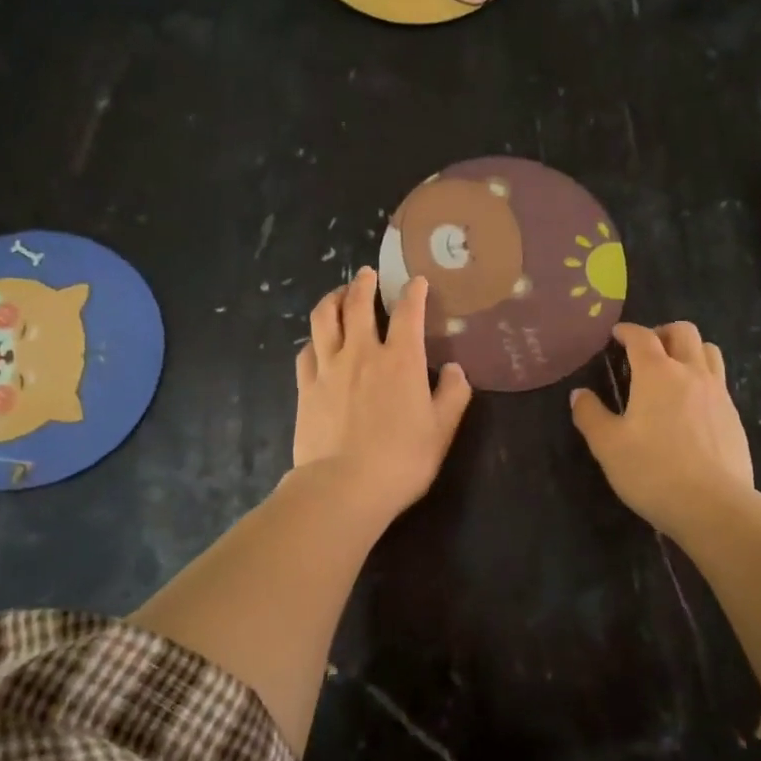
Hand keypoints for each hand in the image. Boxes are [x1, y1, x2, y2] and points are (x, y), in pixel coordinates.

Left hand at [293, 267, 472, 524]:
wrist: (344, 487)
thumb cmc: (401, 460)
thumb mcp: (441, 430)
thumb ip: (452, 395)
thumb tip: (455, 369)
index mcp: (400, 360)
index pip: (408, 312)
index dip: (414, 292)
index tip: (416, 281)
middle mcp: (362, 353)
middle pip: (357, 304)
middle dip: (363, 283)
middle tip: (366, 273)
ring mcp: (328, 368)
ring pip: (324, 319)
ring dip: (331, 299)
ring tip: (337, 294)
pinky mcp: (305, 387)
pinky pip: (306, 352)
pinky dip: (314, 340)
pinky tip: (316, 343)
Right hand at [570, 322, 754, 539]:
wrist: (714, 506)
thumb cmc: (652, 472)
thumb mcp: (608, 446)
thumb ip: (590, 415)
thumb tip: (579, 394)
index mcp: (657, 373)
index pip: (642, 337)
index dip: (627, 331)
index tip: (616, 334)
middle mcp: (691, 373)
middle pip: (684, 332)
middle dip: (662, 332)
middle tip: (646, 350)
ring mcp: (718, 394)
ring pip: (709, 351)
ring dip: (689, 350)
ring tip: (673, 370)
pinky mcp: (734, 417)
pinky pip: (719, 381)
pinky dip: (703, 379)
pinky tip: (691, 406)